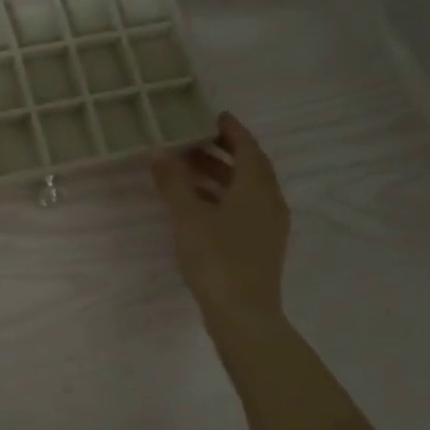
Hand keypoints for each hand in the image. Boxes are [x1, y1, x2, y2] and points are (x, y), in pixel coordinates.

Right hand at [151, 111, 289, 316]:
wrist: (243, 314)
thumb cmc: (216, 258)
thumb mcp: (187, 216)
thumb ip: (173, 182)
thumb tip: (159, 152)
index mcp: (257, 189)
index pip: (249, 149)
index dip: (232, 130)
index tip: (214, 115)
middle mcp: (269, 203)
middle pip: (249, 168)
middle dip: (222, 151)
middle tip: (193, 139)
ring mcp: (268, 226)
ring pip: (245, 190)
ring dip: (219, 175)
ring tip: (186, 168)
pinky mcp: (260, 246)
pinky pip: (242, 208)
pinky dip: (221, 196)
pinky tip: (196, 204)